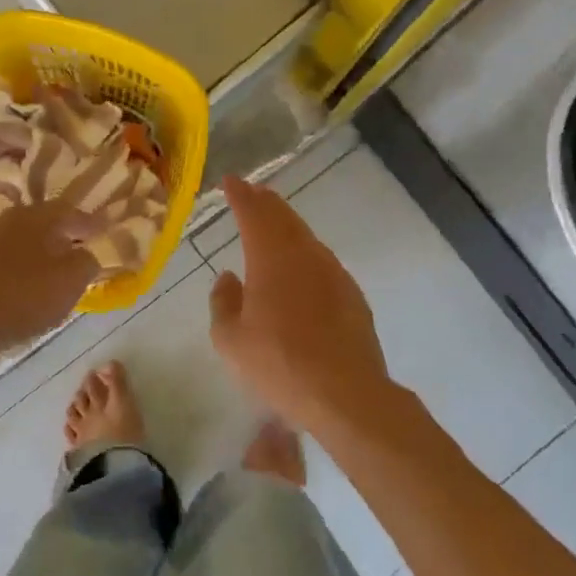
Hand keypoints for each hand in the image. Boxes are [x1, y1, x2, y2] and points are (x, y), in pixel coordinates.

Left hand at [0, 200, 99, 360]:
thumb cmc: (23, 297)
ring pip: (22, 242)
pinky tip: (24, 287)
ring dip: (40, 253)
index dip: (93, 224)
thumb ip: (88, 261)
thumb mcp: (71, 280)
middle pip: (45, 223)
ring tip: (54, 271)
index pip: (73, 211)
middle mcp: (8, 220)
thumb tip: (88, 252)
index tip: (107, 233)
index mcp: (36, 216)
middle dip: (64, 236)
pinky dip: (19, 270)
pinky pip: (4, 262)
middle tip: (82, 250)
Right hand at [208, 176, 400, 436]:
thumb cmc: (278, 364)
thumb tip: (228, 278)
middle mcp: (304, 255)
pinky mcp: (352, 294)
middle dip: (265, 202)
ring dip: (286, 225)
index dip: (240, 195)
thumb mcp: (230, 340)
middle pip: (283, 217)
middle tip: (252, 193)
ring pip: (306, 237)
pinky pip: (322, 261)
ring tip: (273, 223)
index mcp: (271, 258)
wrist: (345, 393)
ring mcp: (333, 273)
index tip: (230, 181)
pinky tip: (300, 267)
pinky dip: (305, 253)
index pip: (253, 213)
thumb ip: (223, 302)